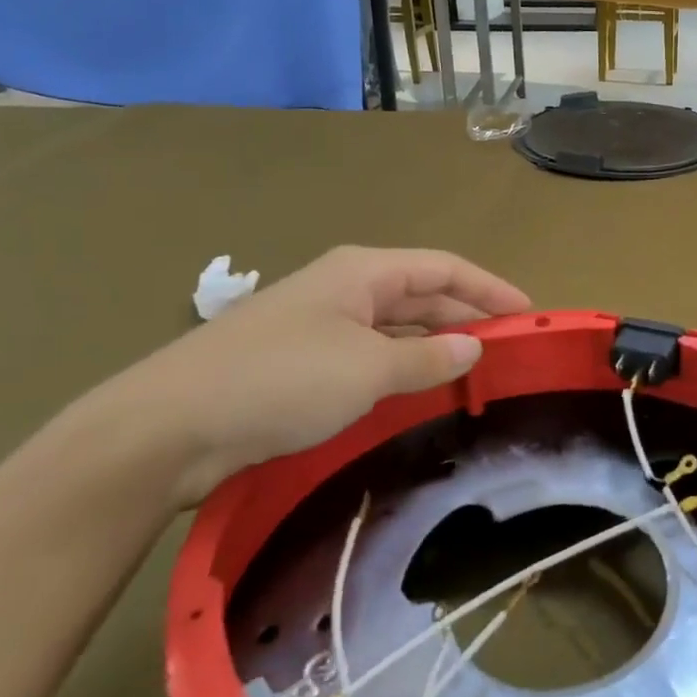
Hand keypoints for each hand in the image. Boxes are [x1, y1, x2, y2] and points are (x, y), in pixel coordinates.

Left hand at [84, 247, 529, 506]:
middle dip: (466, 318)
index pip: (445, 268)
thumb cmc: (280, 380)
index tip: (529, 314)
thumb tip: (474, 347)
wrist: (168, 427)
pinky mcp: (299, 364)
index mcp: (363, 272)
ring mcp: (319, 326)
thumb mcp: (368, 369)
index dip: (490, 288)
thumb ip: (427, 357)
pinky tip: (417, 393)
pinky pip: (368, 357)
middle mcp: (344, 290)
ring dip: (433, 347)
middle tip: (508, 352)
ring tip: (474, 374)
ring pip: (394, 328)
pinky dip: (400, 370)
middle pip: (422, 295)